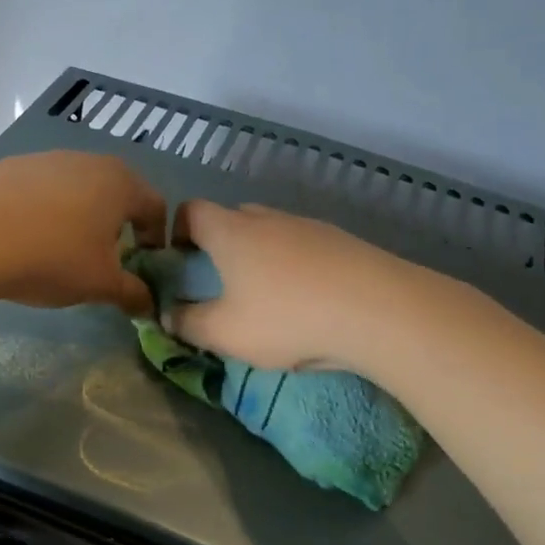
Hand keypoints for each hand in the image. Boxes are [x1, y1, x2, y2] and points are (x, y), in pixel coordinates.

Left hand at [0, 152, 163, 314]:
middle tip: (105, 259)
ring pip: (77, 188)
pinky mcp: (10, 166)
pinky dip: (44, 211)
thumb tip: (148, 303)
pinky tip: (25, 238)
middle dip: (117, 226)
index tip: (144, 265)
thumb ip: (132, 293)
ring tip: (62, 250)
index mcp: (121, 183)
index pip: (155, 207)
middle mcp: (89, 161)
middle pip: (116, 193)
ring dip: (79, 216)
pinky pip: (40, 190)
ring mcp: (47, 159)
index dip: (156, 239)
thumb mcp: (100, 285)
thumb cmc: (52, 258)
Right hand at [169, 201, 384, 369]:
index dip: (177, 231)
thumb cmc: (287, 318)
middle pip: (232, 217)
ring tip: (266, 295)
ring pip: (271, 231)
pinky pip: (303, 246)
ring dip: (259, 255)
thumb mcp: (224, 333)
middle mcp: (267, 218)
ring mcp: (308, 226)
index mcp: (231, 232)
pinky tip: (307, 299)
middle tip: (219, 281)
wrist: (378, 310)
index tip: (179, 261)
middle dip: (218, 244)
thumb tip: (167, 314)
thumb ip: (187, 323)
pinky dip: (294, 265)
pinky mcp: (341, 241)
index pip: (191, 210)